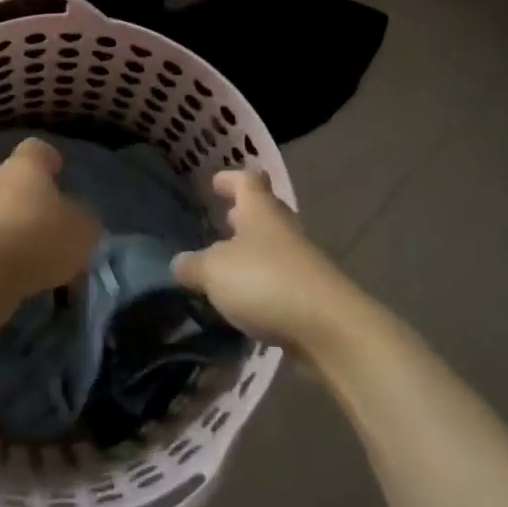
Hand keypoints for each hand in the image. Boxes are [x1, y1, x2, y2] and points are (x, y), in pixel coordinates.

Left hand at [0, 138, 99, 305]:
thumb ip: (84, 222)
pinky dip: (1, 259)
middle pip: (16, 184)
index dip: (50, 161)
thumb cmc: (37, 237)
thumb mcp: (82, 230)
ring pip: (0, 216)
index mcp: (24, 165)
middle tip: (56, 230)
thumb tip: (79, 221)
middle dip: (34, 204)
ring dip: (17, 233)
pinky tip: (18, 281)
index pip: (37, 149)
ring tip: (40, 263)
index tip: (61, 175)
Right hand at [173, 170, 362, 348]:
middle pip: (263, 211)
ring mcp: (300, 260)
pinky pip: (280, 278)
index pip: (245, 180)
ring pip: (272, 245)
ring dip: (251, 250)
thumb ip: (193, 266)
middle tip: (220, 220)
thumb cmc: (265, 281)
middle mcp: (282, 228)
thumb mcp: (214, 272)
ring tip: (226, 264)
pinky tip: (245, 300)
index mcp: (260, 210)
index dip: (229, 179)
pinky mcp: (309, 293)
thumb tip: (178, 263)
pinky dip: (262, 282)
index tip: (214, 182)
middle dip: (242, 214)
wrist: (329, 327)